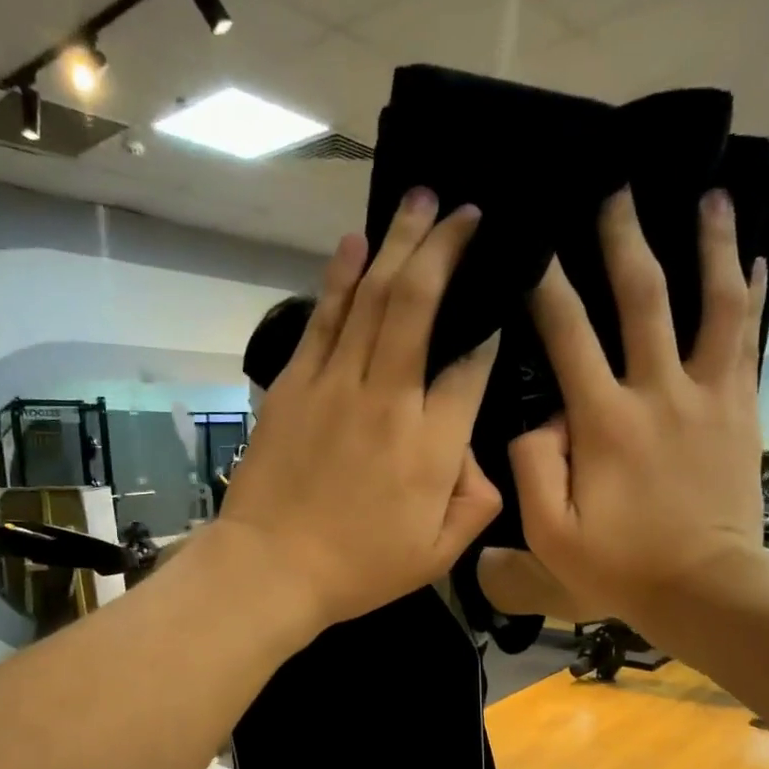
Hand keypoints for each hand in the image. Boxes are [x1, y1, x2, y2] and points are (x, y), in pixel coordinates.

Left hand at [219, 190, 501, 631]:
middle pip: (420, 305)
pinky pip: (323, 319)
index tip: (498, 300)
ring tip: (422, 200)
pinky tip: (356, 242)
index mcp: (431, 445)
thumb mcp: (438, 554)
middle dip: (447, 249)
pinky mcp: (295, 384)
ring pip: (373, 298)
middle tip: (466, 210)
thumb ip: (476, 501)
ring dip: (400, 244)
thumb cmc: (359, 568)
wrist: (270, 568)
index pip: (471, 367)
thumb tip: (480, 454)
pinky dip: (340, 276)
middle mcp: (389, 399)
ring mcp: (336, 385)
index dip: (489, 328)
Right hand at [509, 188, 768, 628]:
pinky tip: (756, 259)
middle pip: (643, 298)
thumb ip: (533, 467)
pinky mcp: (740, 409)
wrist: (706, 587)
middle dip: (625, 239)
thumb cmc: (621, 565)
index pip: (568, 335)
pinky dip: (753, 295)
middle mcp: (658, 392)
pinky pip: (747, 341)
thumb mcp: (550, 534)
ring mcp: (707, 397)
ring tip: (712, 194)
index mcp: (604, 421)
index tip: (533, 241)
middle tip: (616, 187)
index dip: (546, 284)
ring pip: (715, 304)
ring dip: (712, 245)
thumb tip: (539, 416)